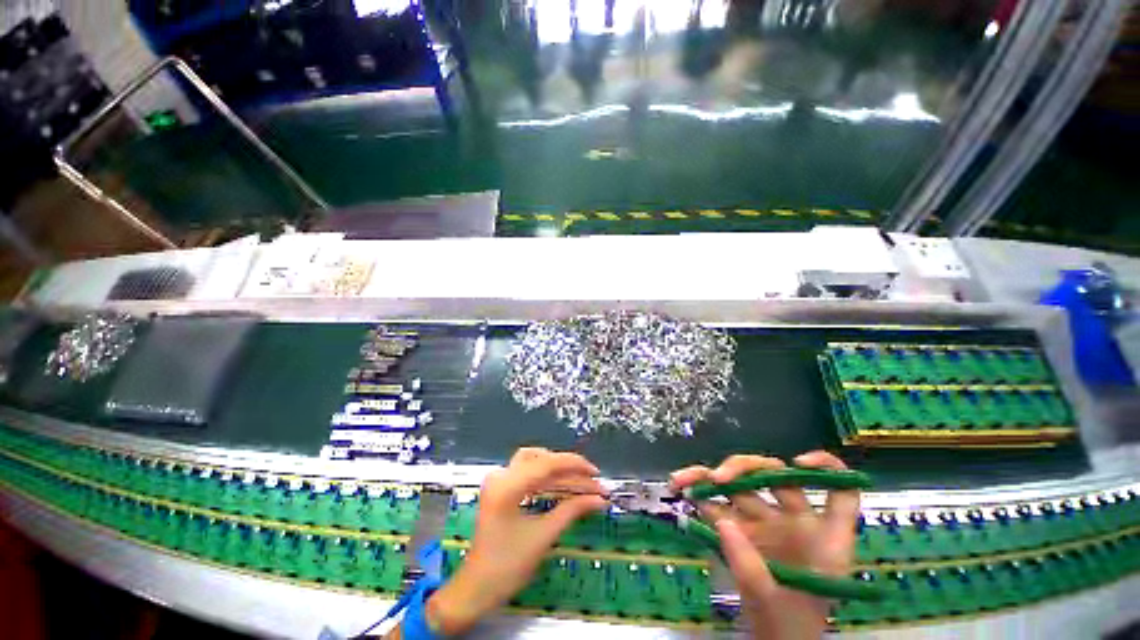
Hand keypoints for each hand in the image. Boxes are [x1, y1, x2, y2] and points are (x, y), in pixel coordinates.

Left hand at [426, 448, 607, 634]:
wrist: (476, 589)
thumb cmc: (507, 566)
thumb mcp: (543, 536)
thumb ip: (572, 510)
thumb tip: (599, 499)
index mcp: (507, 486)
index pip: (547, 463)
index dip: (575, 465)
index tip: (596, 473)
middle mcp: (501, 475)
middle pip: (542, 459)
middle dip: (568, 469)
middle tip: (591, 480)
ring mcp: (499, 480)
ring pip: (536, 463)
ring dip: (559, 473)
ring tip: (581, 483)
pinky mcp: (501, 488)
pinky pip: (529, 474)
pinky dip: (548, 479)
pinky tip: (564, 486)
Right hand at [670, 451, 859, 639]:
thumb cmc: (788, 628)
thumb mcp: (774, 603)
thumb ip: (748, 566)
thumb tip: (721, 521)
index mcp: (822, 537)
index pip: (841, 492)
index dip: (827, 468)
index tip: (798, 463)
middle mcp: (795, 521)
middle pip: (775, 475)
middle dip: (744, 468)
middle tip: (719, 477)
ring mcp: (765, 522)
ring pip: (739, 483)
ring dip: (710, 475)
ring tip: (685, 479)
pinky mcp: (740, 527)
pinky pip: (717, 501)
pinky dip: (697, 491)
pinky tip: (680, 486)